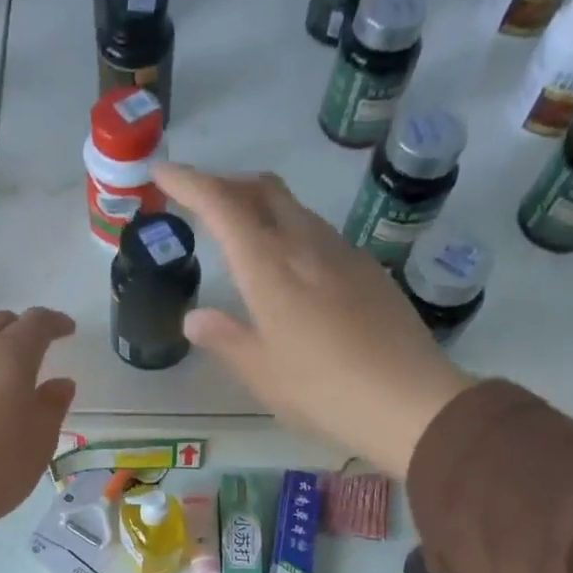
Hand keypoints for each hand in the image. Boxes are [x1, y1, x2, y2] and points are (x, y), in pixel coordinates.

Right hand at [157, 163, 471, 477]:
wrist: (409, 400)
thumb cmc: (322, 389)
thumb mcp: (260, 372)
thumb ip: (224, 338)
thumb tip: (194, 319)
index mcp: (269, 266)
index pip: (222, 205)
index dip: (188, 182)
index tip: (162, 172)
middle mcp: (305, 244)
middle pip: (263, 189)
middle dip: (227, 183)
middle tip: (201, 200)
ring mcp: (343, 252)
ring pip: (294, 209)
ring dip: (261, 207)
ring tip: (241, 234)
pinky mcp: (368, 269)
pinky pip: (319, 234)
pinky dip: (291, 232)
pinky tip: (290, 269)